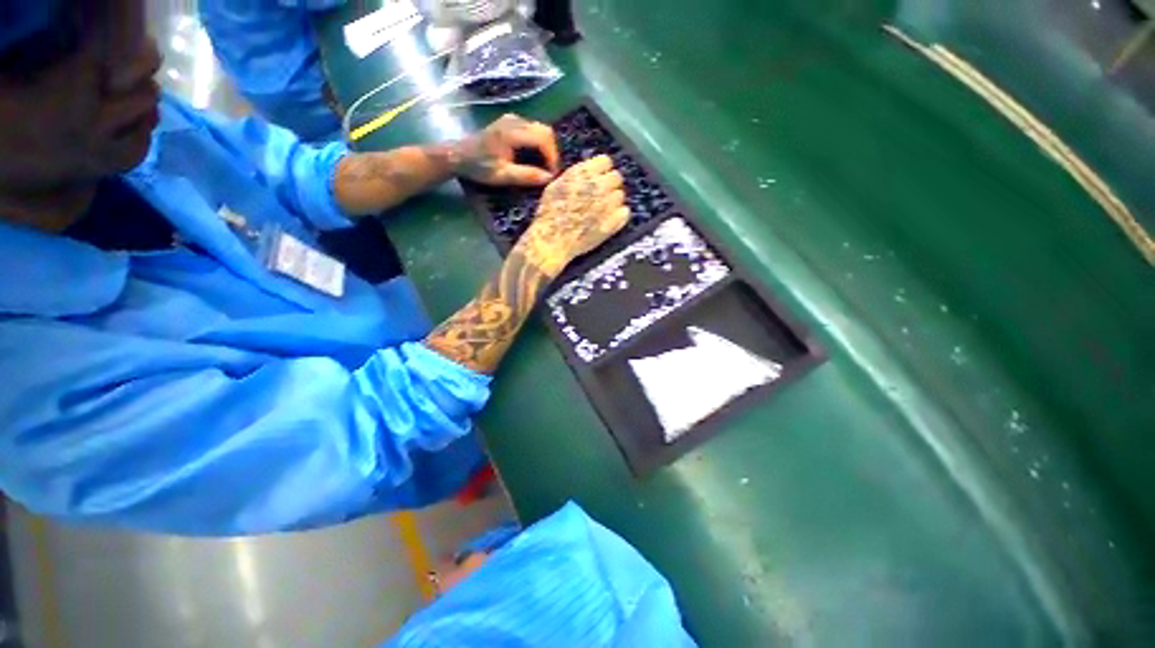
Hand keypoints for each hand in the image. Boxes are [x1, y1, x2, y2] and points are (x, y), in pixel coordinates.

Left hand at [454, 114, 560, 186]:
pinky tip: (536, 159)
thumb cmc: (479, 167)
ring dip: (547, 149)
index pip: (543, 138)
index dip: (552, 157)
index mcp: (512, 132)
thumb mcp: (502, 175)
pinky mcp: (511, 122)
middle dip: (552, 152)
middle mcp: (514, 121)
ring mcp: (513, 119)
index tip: (552, 175)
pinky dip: (539, 145)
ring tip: (545, 168)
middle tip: (551, 172)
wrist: (458, 155)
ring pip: (541, 130)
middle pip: (545, 131)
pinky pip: (533, 130)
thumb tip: (549, 178)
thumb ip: (526, 176)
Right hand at [514, 155, 629, 277]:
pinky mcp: (613, 222)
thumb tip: (586, 173)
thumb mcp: (555, 186)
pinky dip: (619, 215)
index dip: (602, 170)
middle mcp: (598, 186)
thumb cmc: (549, 214)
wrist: (553, 240)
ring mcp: (607, 205)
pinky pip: (625, 212)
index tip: (598, 178)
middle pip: (616, 177)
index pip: (605, 161)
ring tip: (603, 210)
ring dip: (614, 201)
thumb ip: (574, 176)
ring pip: (620, 195)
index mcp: (583, 174)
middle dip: (609, 185)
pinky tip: (609, 220)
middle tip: (601, 195)